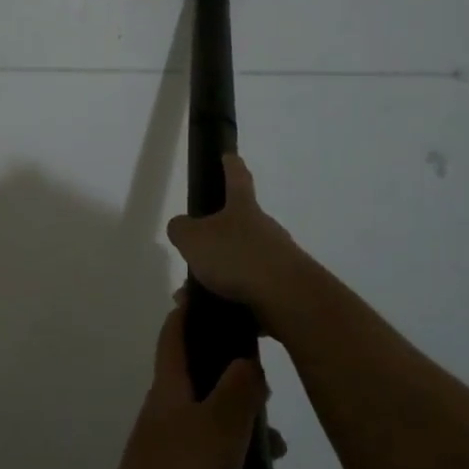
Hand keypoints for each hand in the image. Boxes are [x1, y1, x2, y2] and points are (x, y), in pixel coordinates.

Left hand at [91, 293, 315, 468]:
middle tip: (279, 408)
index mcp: (171, 391)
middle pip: (210, 390)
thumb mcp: (217, 429)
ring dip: (262, 459)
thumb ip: (238, 390)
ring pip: (227, 445)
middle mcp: (171, 419)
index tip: (214, 292)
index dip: (190, 310)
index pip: (175, 335)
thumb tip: (247, 359)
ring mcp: (177, 461)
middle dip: (249, 399)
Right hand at [165, 156, 306, 319]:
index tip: (229, 155)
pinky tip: (212, 313)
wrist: (287, 299)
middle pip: (237, 226)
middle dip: (213, 241)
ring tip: (192, 297)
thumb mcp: (193, 239)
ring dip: (217, 277)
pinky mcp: (283, 289)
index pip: (237, 179)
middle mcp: (264, 229)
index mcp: (243, 209)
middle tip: (191, 256)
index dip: (231, 166)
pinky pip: (249, 290)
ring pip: (239, 263)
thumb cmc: (237, 257)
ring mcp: (277, 259)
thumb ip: (181, 229)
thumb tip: (182, 228)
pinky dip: (229, 300)